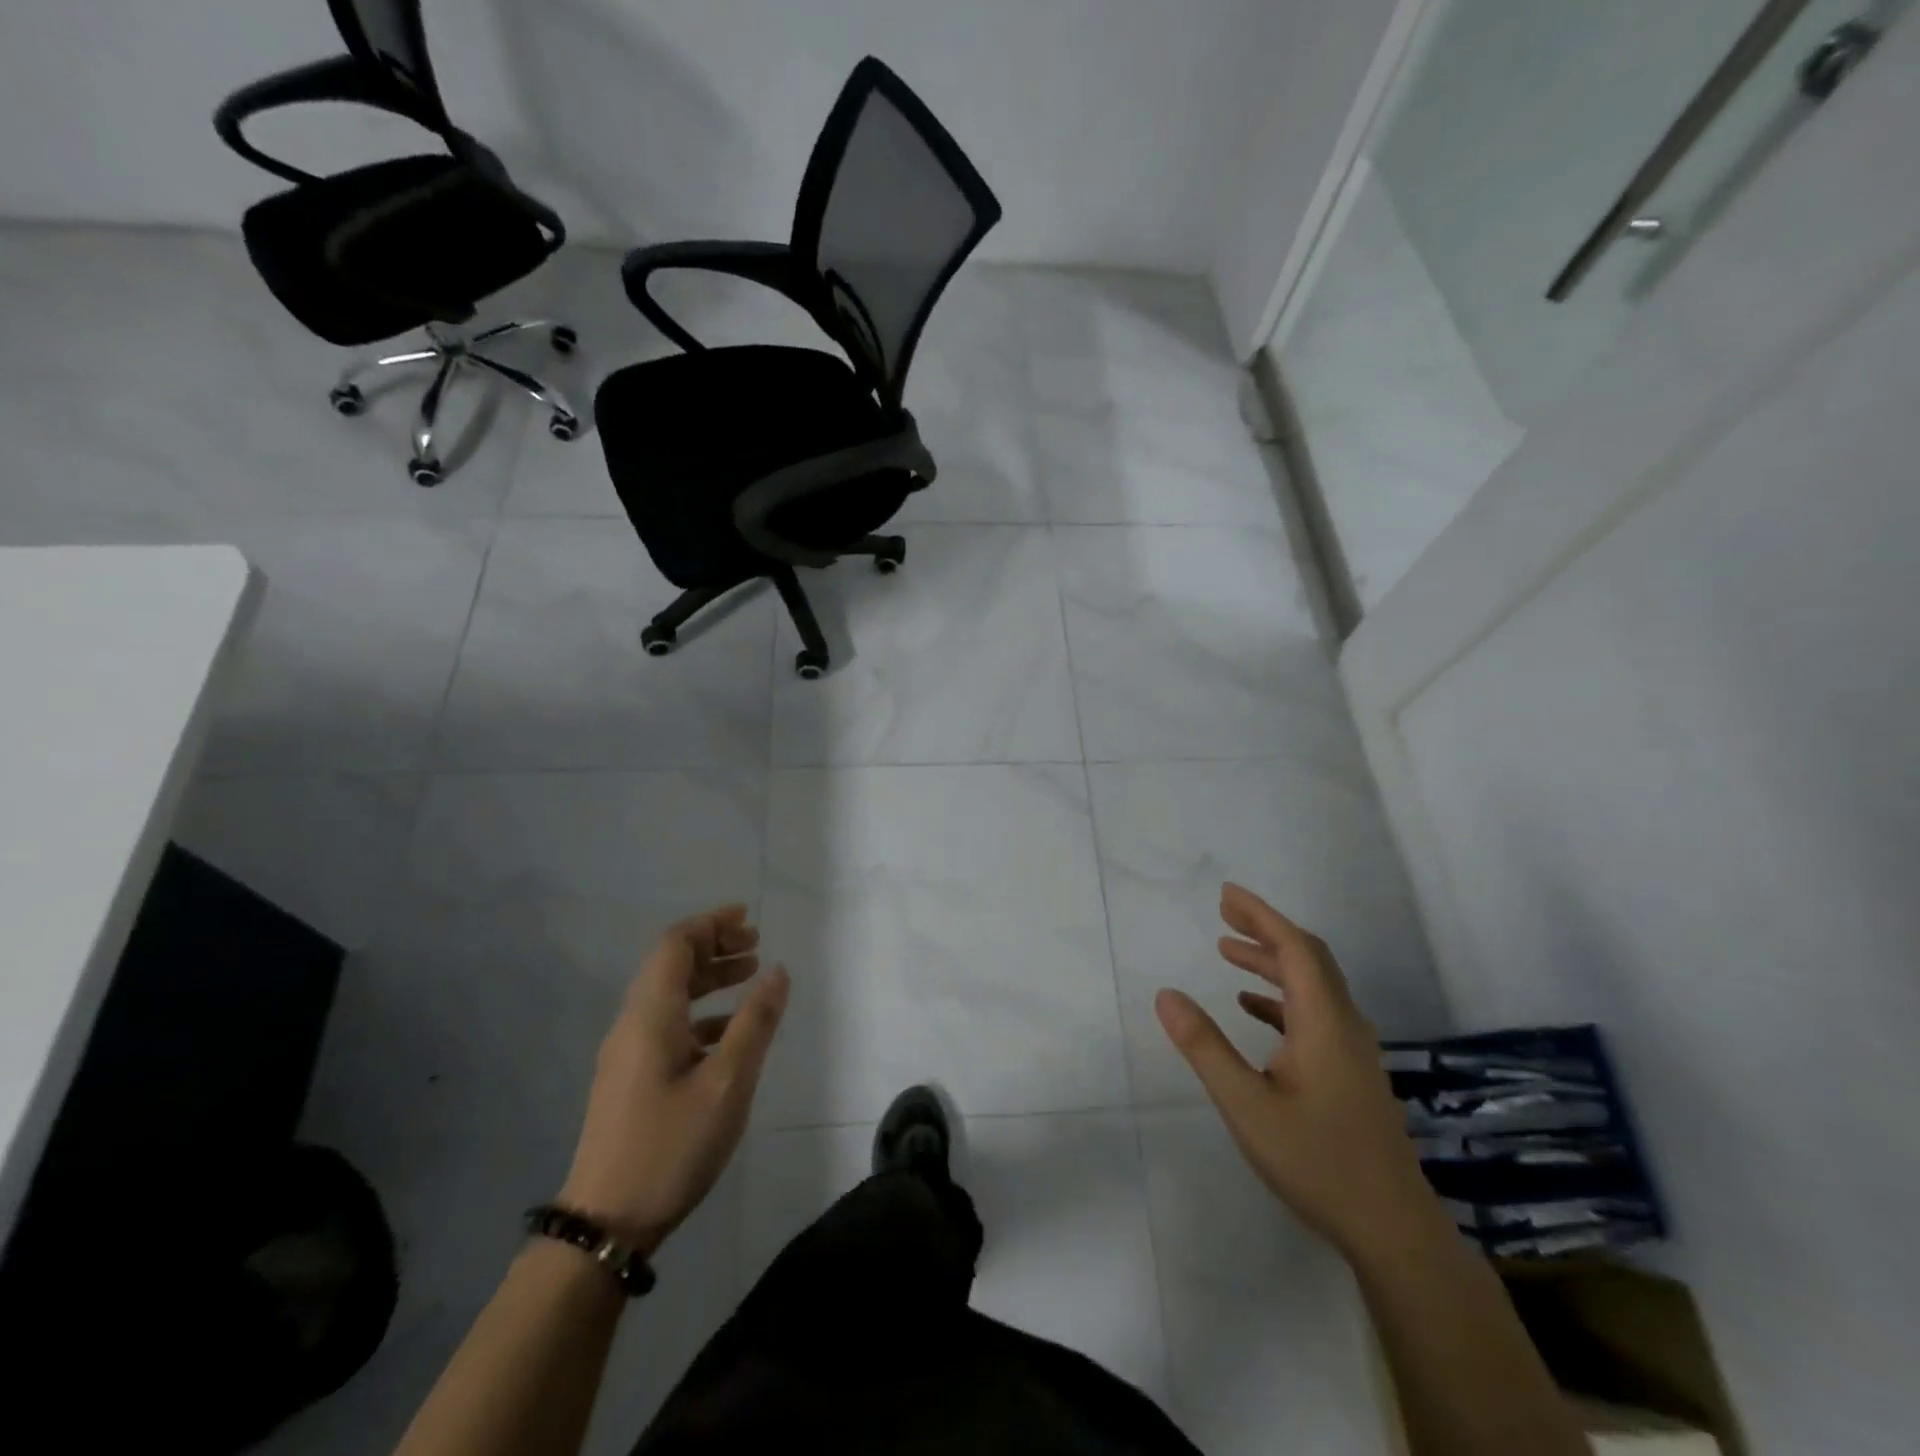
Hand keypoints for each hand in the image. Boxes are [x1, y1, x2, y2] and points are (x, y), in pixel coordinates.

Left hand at [558, 905, 788, 1256]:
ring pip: (669, 994)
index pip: (675, 944)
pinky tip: (729, 1031)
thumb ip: (755, 1022)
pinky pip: (667, 1023)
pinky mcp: (630, 1078)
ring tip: (750, 975)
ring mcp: (627, 1053)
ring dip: (709, 978)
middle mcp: (632, 1023)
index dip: (711, 923)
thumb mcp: (728, 1082)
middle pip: (670, 964)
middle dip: (714, 946)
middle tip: (756, 946)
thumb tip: (777, 970)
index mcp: (650, 1014)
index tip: (748, 918)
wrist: (606, 1224)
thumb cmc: (671, 1146)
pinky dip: (701, 1011)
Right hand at [1156, 883, 1433, 1260]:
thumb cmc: (1317, 1161)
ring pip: (1313, 984)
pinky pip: (1314, 1012)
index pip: (1294, 948)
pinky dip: (1281, 996)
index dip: (1261, 915)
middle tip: (1223, 912)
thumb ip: (1205, 1046)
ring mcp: (1352, 1049)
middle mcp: (1344, 1024)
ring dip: (1271, 961)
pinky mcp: (1351, 1070)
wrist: (1392, 1228)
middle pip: (1308, 957)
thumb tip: (1166, 994)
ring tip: (1227, 951)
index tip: (1226, 894)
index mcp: (1324, 1021)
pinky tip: (1252, 1008)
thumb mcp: (1246, 1104)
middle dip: (1265, 929)